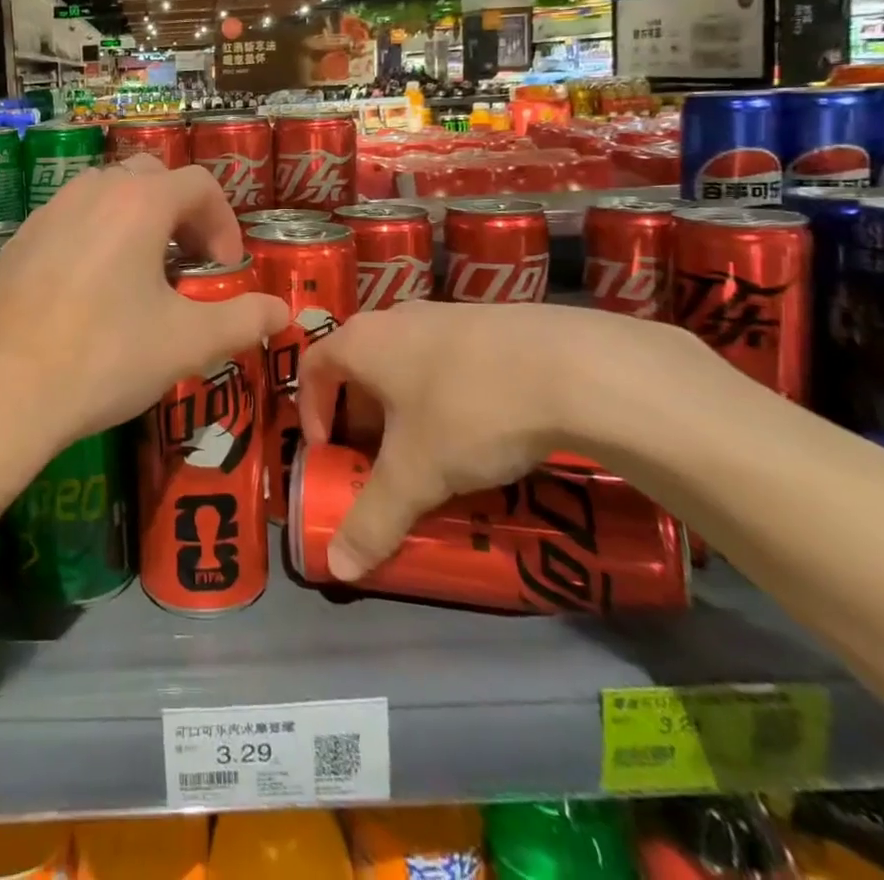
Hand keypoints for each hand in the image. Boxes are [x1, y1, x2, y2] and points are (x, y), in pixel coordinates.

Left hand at [0, 159, 289, 472]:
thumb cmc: (104, 357)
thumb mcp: (187, 343)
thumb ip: (244, 320)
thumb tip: (283, 312)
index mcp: (138, 202)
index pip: (200, 183)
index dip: (225, 222)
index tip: (225, 271)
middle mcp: (91, 191)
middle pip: (151, 177)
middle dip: (182, 214)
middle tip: (188, 265)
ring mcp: (47, 212)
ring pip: (106, 194)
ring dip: (137, 222)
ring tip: (142, 278)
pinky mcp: (17, 241)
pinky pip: (70, 220)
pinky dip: (96, 238)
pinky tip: (89, 294)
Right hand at [297, 301, 719, 580]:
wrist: (572, 366)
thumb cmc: (467, 411)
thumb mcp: (415, 474)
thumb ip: (372, 519)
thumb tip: (336, 568)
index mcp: (362, 342)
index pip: (312, 366)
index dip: (311, 410)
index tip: (328, 451)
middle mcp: (395, 318)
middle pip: (360, 364)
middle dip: (361, 415)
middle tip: (379, 459)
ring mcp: (445, 314)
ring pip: (406, 361)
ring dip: (405, 404)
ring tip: (433, 449)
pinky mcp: (490, 321)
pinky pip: (449, 358)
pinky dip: (447, 391)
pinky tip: (482, 426)